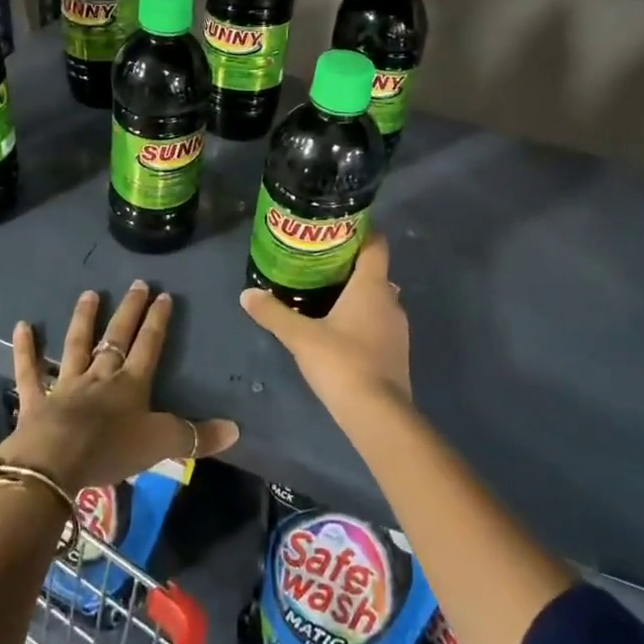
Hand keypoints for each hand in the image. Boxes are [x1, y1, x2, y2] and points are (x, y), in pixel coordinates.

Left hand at [0, 280, 238, 492]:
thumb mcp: (162, 445)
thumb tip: (237, 429)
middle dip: (129, 310)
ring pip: (77, 344)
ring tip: (89, 294)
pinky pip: (30, 371)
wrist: (56, 463)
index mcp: (131, 384)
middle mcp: (101, 376)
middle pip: (117, 337)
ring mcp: (67, 384)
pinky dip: (25, 349)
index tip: (164, 295)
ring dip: (83, 319)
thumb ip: (197, 436)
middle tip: (136, 284)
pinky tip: (21, 326)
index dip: (157, 321)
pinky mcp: (37, 399)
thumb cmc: (111, 451)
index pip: (149, 345)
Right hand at [241, 232, 411, 422]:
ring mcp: (397, 328)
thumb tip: (246, 294)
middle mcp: (391, 300)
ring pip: (377, 299)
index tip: (337, 228)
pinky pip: (378, 322)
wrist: (378, 415)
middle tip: (319, 263)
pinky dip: (361, 318)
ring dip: (355, 294)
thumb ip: (273, 313)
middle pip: (374, 271)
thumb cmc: (342, 363)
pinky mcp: (396, 352)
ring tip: (324, 294)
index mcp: (372, 286)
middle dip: (349, 265)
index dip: (361, 231)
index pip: (376, 244)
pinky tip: (338, 329)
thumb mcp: (300, 336)